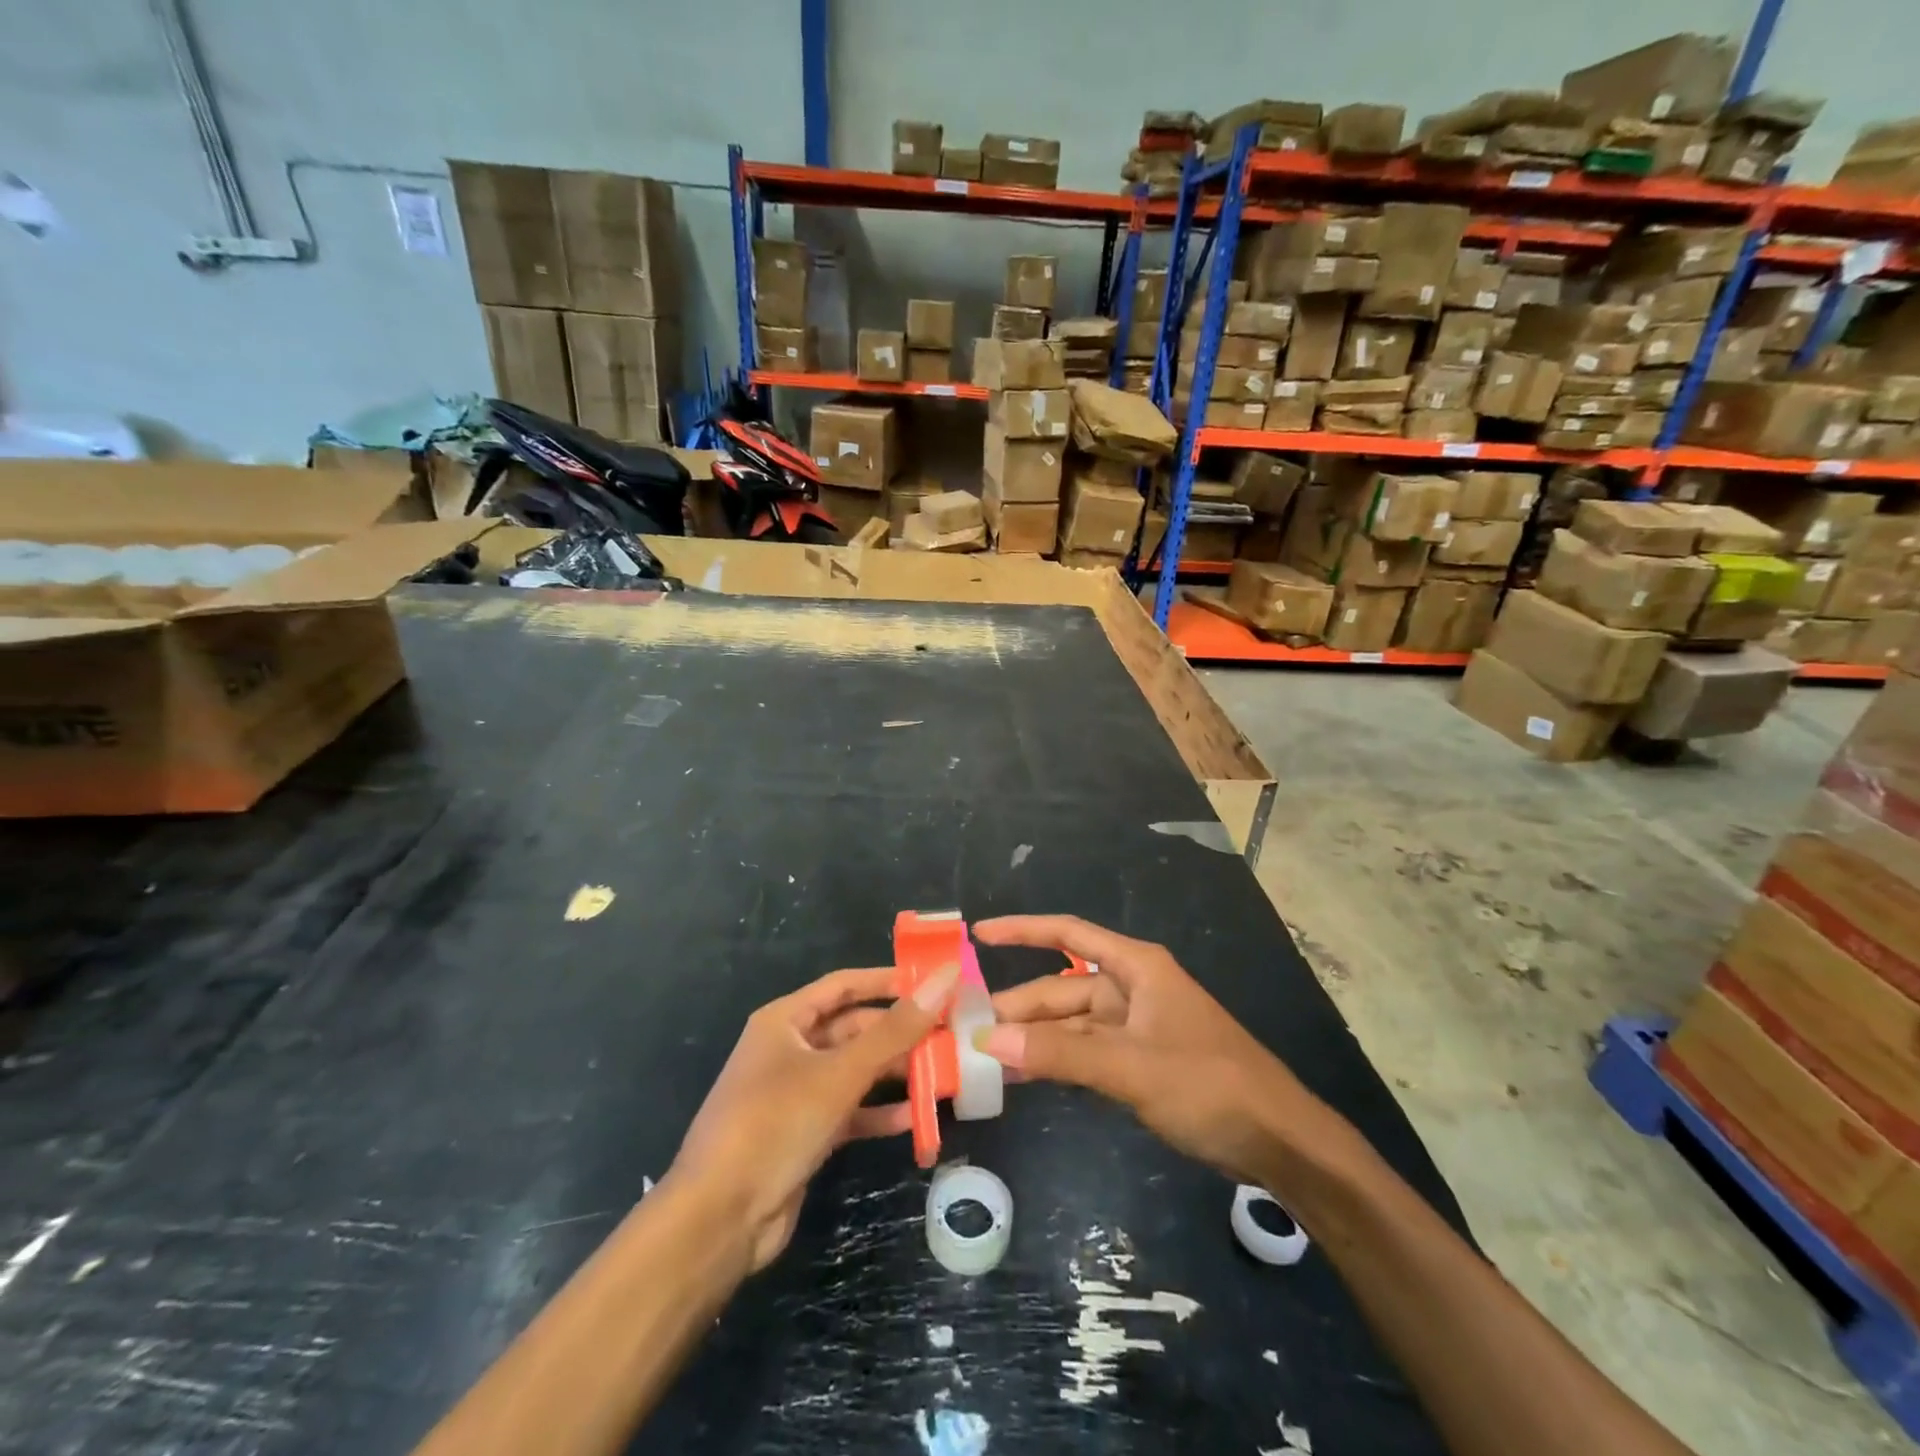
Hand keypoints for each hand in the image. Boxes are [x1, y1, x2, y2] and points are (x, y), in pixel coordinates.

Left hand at [669, 963, 956, 1271]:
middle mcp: (790, 1049)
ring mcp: (796, 1093)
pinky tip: (917, 1118)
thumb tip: (945, 978)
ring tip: (943, 1074)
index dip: (887, 981)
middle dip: (899, 1033)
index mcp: (785, 1020)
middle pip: (854, 1029)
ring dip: (895, 1073)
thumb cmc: (775, 1124)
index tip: (934, 981)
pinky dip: (879, 1112)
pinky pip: (850, 1111)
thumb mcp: (839, 1073)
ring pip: (855, 1071)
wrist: (719, 1219)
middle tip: (949, 1034)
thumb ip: (895, 1029)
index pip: (844, 984)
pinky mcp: (804, 1133)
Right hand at [974, 916, 1328, 1189]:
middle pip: (1063, 988)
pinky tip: (1027, 1075)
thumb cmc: (1209, 1085)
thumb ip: (1061, 1053)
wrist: (1279, 1141)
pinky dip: (1058, 1061)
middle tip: (968, 1028)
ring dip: (1035, 1038)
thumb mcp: (1131, 1067)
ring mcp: (1138, 1026)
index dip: (1022, 930)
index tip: (978, 934)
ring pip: (1072, 1025)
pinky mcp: (1142, 1061)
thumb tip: (990, 1040)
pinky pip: (1087, 1052)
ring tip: (987, 1056)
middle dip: (1019, 1005)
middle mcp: (1133, 988)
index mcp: (1136, 968)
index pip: (1068, 935)